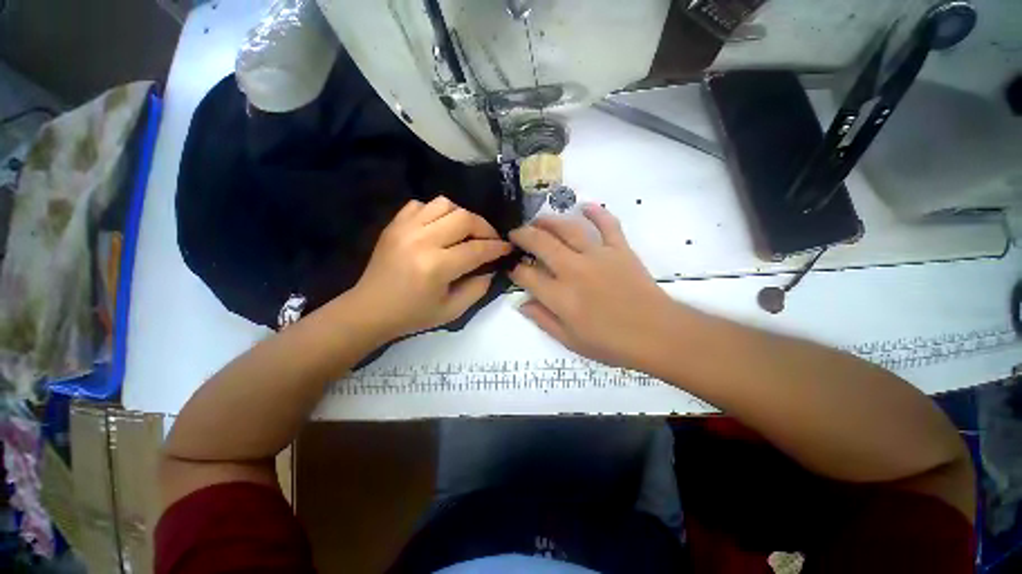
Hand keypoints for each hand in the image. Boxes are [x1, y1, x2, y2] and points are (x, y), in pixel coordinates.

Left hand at [350, 197, 511, 338]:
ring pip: (445, 204)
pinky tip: (440, 228)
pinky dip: (437, 212)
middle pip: (464, 218)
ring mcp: (405, 228)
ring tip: (466, 232)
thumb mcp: (452, 311)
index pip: (477, 249)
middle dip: (485, 228)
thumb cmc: (413, 315)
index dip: (497, 247)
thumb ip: (478, 288)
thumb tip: (491, 268)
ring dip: (462, 216)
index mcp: (436, 267)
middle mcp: (422, 241)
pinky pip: (422, 204)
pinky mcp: (394, 224)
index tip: (507, 247)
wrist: (369, 309)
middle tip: (490, 240)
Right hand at [509, 204, 679, 369]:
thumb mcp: (570, 341)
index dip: (514, 269)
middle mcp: (574, 270)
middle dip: (523, 235)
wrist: (657, 335)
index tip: (511, 267)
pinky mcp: (620, 249)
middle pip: (541, 243)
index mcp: (560, 296)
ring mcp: (598, 255)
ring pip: (568, 229)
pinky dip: (597, 212)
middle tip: (516, 234)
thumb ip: (543, 320)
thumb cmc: (611, 344)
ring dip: (549, 221)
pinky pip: (607, 224)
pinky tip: (585, 206)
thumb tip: (522, 303)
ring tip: (539, 220)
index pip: (526, 275)